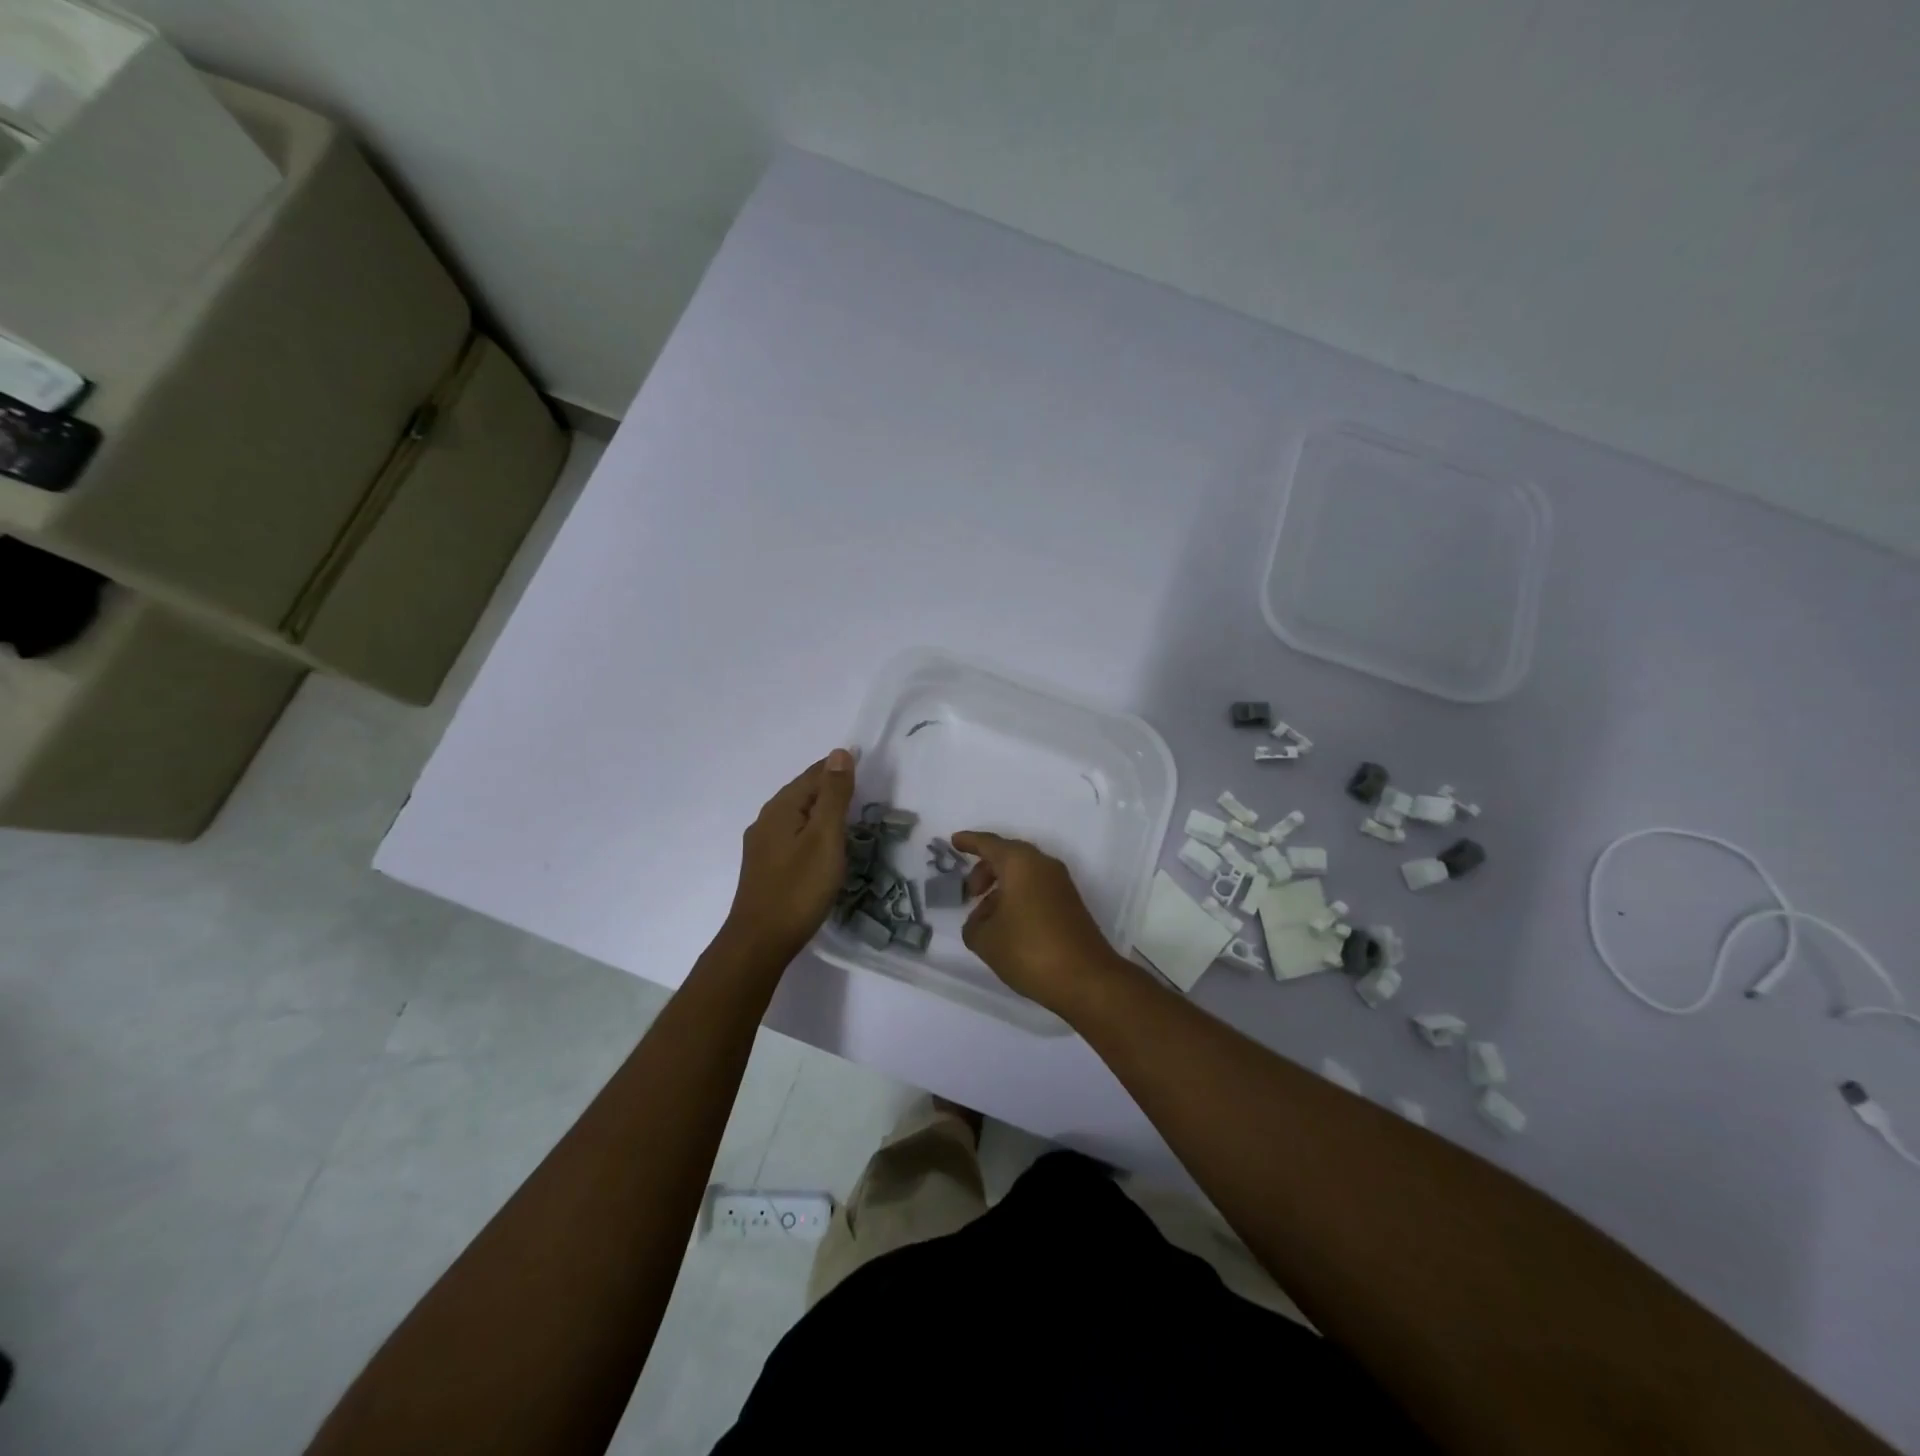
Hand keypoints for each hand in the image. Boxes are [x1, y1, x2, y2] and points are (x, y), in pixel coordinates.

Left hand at [722, 749, 856, 963]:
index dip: (840, 769)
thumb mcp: (824, 838)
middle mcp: (766, 820)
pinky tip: (822, 845)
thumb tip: (839, 753)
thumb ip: (833, 796)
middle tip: (863, 791)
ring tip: (848, 816)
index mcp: (780, 808)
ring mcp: (762, 845)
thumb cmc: (799, 888)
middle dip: (830, 788)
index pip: (814, 775)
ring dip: (821, 811)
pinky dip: (811, 831)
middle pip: (803, 793)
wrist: (760, 942)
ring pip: (796, 815)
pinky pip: (792, 835)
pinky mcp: (764, 867)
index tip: (867, 770)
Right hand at [951, 831, 1127, 1016]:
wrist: (1086, 979)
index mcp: (1020, 863)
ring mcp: (1061, 884)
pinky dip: (1018, 897)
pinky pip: (1036, 888)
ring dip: (1002, 887)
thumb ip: (973, 924)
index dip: (969, 842)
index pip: (989, 844)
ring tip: (986, 917)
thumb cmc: (1029, 950)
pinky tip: (1008, 925)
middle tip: (970, 893)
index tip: (954, 841)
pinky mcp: (1070, 904)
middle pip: (1008, 856)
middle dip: (985, 869)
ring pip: (1024, 873)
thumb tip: (981, 920)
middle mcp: (1043, 865)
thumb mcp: (986, 940)